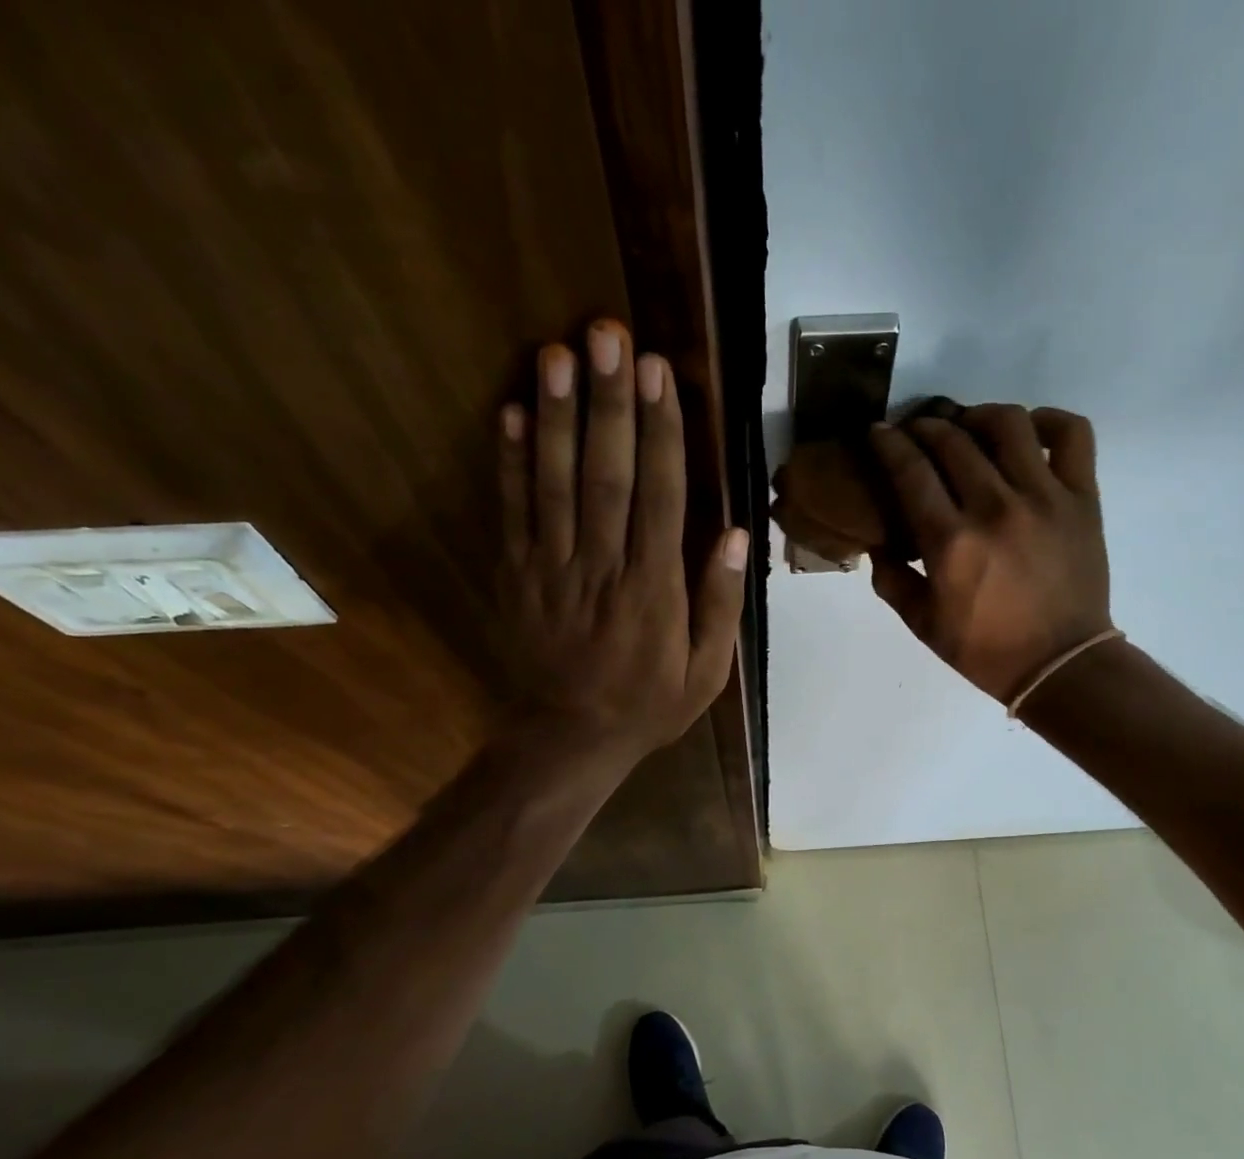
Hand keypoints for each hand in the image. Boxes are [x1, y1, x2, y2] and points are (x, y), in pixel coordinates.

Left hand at [481, 320, 747, 759]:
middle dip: (609, 404)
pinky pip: (512, 513)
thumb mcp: (705, 673)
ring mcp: (552, 570)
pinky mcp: (517, 576)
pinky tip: (514, 412)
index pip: (660, 498)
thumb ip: (719, 604)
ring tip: (558, 353)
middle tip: (607, 335)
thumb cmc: (648, 706)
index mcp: (654, 591)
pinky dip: (510, 463)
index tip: (659, 374)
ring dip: (558, 417)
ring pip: (555, 484)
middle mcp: (603, 569)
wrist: (569, 739)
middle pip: (605, 476)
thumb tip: (732, 534)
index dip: (660, 433)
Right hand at [867, 405, 1111, 701]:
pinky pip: (1071, 434)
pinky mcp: (1082, 497)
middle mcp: (995, 507)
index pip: (911, 470)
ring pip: (1008, 424)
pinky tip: (1028, 433)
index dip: (887, 443)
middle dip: (924, 427)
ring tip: (968, 428)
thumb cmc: (985, 650)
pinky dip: (1048, 421)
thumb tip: (879, 543)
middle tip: (916, 433)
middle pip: (952, 440)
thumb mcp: (922, 624)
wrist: (1059, 664)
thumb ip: (892, 579)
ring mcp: (1044, 496)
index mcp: (951, 542)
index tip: (877, 432)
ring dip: (978, 416)